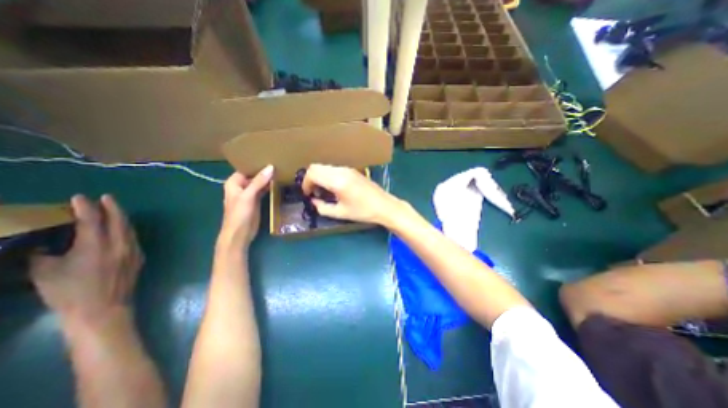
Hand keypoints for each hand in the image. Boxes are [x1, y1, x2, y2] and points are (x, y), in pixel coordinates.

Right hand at [29, 195, 142, 320]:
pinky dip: (126, 229)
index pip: (92, 220)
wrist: (103, 308)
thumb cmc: (70, 293)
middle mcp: (119, 244)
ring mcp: (133, 250)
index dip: (86, 207)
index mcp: (96, 245)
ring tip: (114, 210)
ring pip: (129, 228)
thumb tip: (42, 246)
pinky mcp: (139, 257)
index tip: (80, 197)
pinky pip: (133, 238)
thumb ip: (43, 255)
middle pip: (119, 220)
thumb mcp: (44, 273)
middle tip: (106, 198)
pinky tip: (122, 229)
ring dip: (122, 218)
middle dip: (112, 207)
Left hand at [220, 164, 274, 247]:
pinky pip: (264, 190)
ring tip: (281, 170)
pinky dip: (270, 187)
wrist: (240, 234)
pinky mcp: (257, 201)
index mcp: (234, 182)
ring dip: (268, 178)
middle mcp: (241, 186)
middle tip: (279, 162)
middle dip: (264, 170)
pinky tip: (279, 182)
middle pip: (254, 175)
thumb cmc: (239, 214)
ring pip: (260, 182)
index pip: (246, 168)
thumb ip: (259, 181)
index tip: (270, 156)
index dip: (256, 163)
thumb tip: (271, 167)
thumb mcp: (248, 196)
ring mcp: (250, 194)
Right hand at [300, 162, 406, 226]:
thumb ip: (322, 208)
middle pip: (316, 167)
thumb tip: (313, 201)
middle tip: (314, 193)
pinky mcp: (353, 170)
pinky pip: (333, 169)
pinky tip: (333, 188)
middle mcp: (341, 171)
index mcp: (337, 181)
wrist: (384, 206)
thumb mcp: (340, 213)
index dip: (305, 184)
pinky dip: (328, 176)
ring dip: (319, 177)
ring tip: (324, 192)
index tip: (307, 194)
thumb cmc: (363, 212)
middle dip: (310, 179)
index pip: (312, 173)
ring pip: (325, 167)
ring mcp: (348, 169)